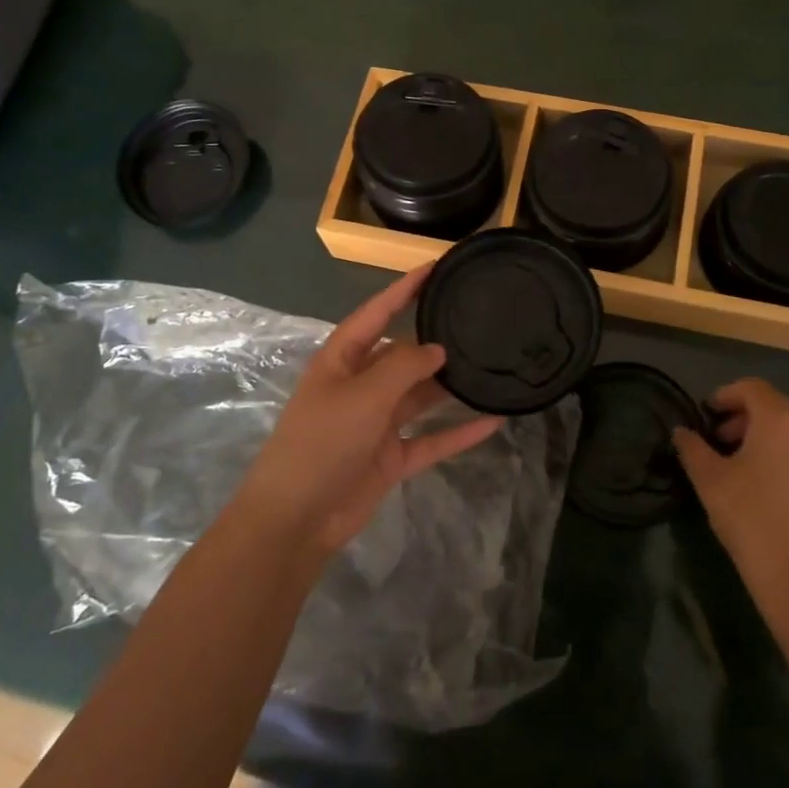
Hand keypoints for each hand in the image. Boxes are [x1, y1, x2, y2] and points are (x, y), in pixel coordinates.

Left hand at [241, 264, 502, 555]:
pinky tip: (493, 421)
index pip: (376, 313)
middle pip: (402, 355)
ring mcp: (375, 423)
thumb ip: (403, 367)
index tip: (435, 267)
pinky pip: (430, 439)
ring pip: (420, 396)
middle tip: (477, 324)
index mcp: (341, 360)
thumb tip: (437, 349)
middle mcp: (359, 386)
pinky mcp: (390, 458)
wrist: (296, 520)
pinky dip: (458, 432)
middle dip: (434, 342)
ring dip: (449, 387)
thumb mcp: (363, 395)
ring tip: (489, 367)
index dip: (403, 289)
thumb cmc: (322, 443)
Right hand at [674, 378, 788, 621]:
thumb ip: (691, 447)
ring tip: (737, 461)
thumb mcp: (708, 478)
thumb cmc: (749, 516)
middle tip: (718, 439)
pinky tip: (762, 482)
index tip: (705, 415)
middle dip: (742, 415)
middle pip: (773, 404)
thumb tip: (681, 431)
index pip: (751, 388)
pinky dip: (781, 451)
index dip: (725, 395)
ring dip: (761, 433)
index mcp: (779, 418)